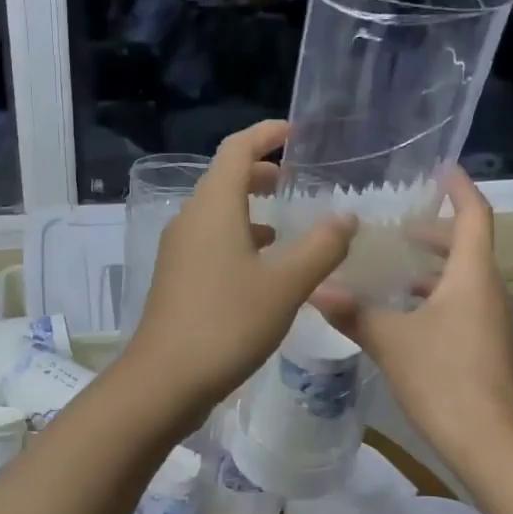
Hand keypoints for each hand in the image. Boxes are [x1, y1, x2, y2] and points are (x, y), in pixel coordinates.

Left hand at [125, 121, 355, 422]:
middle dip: (261, 174)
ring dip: (252, 212)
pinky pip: (212, 244)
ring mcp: (179, 252)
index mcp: (213, 207)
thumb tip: (346, 218)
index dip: (266, 135)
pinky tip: (264, 271)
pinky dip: (240, 242)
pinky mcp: (177, 280)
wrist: (166, 380)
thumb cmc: (227, 323)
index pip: (237, 150)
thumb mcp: (286, 285)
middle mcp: (190, 220)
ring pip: (218, 216)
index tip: (296, 133)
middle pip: (225, 180)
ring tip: (289, 227)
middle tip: (298, 181)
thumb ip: (321, 247)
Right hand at [316, 168, 512, 472]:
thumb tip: (315, 289)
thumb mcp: (390, 341)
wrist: (489, 441)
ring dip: (434, 269)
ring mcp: (493, 321)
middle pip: (468, 247)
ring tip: (394, 270)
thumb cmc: (443, 379)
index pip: (474, 216)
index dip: (459, 189)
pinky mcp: (488, 347)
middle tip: (398, 227)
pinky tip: (405, 316)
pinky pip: (463, 305)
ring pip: (465, 279)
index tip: (440, 169)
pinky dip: (436, 297)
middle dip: (436, 232)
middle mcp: (490, 291)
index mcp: (473, 276)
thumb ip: (353, 312)